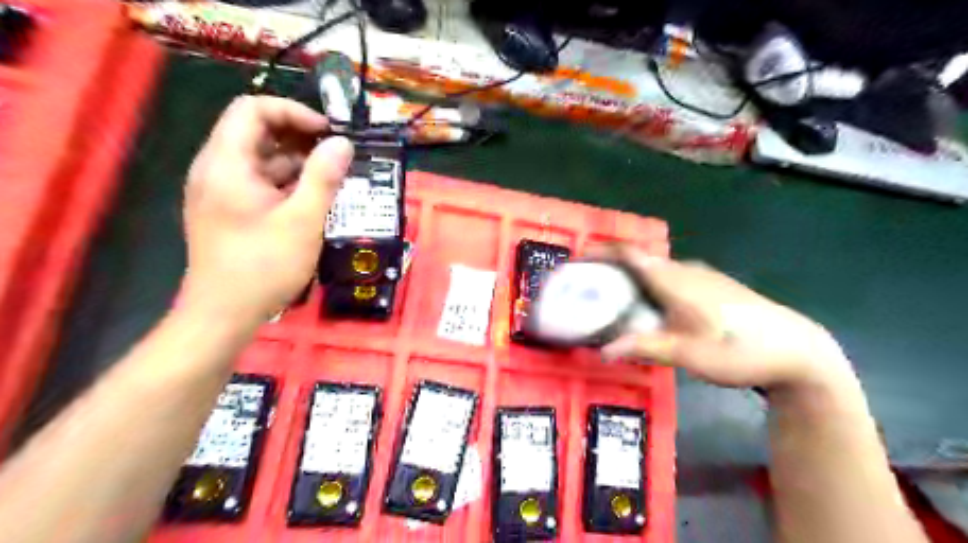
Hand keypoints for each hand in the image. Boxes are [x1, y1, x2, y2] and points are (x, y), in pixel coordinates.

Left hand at [179, 95, 354, 323]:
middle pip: (255, 131)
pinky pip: (258, 182)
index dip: (293, 112)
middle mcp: (216, 169)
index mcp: (227, 163)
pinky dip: (287, 182)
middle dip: (299, 136)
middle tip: (337, 153)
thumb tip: (343, 144)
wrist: (223, 314)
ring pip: (260, 159)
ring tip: (334, 175)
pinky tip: (314, 197)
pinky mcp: (229, 210)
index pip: (253, 109)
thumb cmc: (264, 266)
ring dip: (297, 161)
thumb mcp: (303, 221)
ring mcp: (220, 191)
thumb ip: (324, 178)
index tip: (329, 133)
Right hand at [602, 245, 847, 390]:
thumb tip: (602, 351)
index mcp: (674, 280)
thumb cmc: (740, 350)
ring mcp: (701, 276)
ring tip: (611, 298)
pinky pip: (669, 276)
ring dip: (629, 277)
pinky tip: (650, 306)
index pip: (630, 254)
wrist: (797, 350)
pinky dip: (648, 284)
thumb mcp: (689, 354)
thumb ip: (644, 347)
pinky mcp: (712, 285)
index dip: (600, 253)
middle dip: (609, 268)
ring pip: (655, 268)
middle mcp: (685, 270)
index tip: (576, 261)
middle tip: (587, 287)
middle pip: (639, 259)